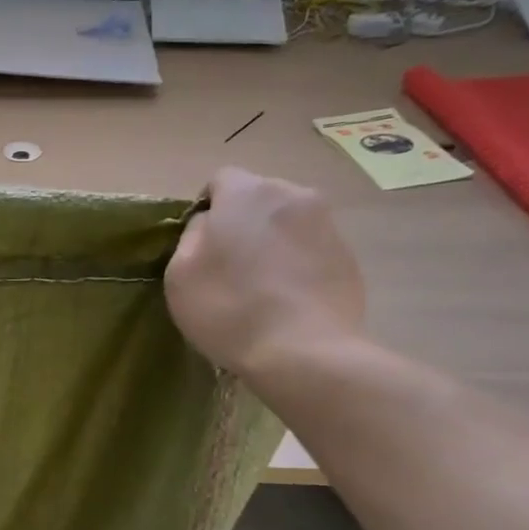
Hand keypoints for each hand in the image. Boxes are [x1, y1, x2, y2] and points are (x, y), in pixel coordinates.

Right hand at [164, 166, 365, 377]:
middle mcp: (292, 194)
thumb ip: (191, 237)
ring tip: (259, 287)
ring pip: (286, 223)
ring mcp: (326, 223)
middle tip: (228, 267)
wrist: (302, 349)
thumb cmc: (228, 308)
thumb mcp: (180, 273)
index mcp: (247, 192)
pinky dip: (295, 265)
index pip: (219, 180)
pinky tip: (285, 300)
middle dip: (241, 223)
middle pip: (257, 199)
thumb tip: (208, 225)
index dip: (205, 210)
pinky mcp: (347, 255)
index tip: (200, 246)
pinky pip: (309, 249)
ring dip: (270, 244)